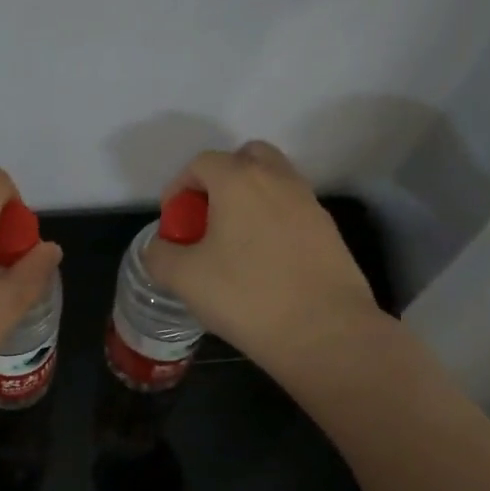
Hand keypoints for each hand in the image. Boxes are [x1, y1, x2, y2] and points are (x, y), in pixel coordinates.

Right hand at [140, 141, 384, 375]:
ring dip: (250, 199)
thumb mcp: (183, 278)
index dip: (180, 188)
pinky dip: (274, 222)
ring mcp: (309, 203)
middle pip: (246, 158)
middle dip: (221, 179)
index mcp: (239, 180)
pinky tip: (264, 263)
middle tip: (208, 218)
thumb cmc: (246, 296)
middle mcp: (278, 180)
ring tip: (235, 242)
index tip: (175, 223)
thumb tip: (160, 248)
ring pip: (274, 182)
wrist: (325, 333)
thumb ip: (160, 254)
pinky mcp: (330, 231)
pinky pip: (293, 211)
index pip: (202, 163)